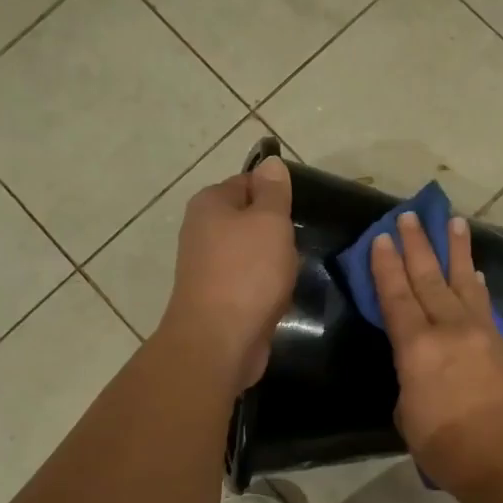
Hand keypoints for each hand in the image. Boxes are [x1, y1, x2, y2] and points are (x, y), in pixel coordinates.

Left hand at [161, 156, 297, 394]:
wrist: (219, 340)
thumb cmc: (248, 272)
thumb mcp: (270, 221)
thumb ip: (273, 192)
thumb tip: (270, 163)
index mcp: (210, 203)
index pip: (248, 182)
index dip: (276, 194)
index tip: (300, 211)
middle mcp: (201, 230)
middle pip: (248, 218)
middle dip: (276, 230)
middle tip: (300, 242)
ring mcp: (207, 266)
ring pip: (250, 252)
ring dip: (273, 261)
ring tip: (293, 271)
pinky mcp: (217, 297)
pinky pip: (248, 281)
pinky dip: (265, 286)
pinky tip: (280, 295)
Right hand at [370, 211, 502, 495]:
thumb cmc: (447, 448)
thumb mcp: (408, 416)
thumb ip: (409, 381)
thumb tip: (419, 368)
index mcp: (417, 348)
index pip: (396, 297)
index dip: (386, 266)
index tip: (382, 237)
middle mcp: (449, 329)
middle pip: (429, 278)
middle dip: (418, 245)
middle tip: (410, 214)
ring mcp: (480, 333)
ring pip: (464, 281)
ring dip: (457, 250)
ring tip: (454, 221)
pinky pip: (484, 304)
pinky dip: (476, 284)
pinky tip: (475, 273)